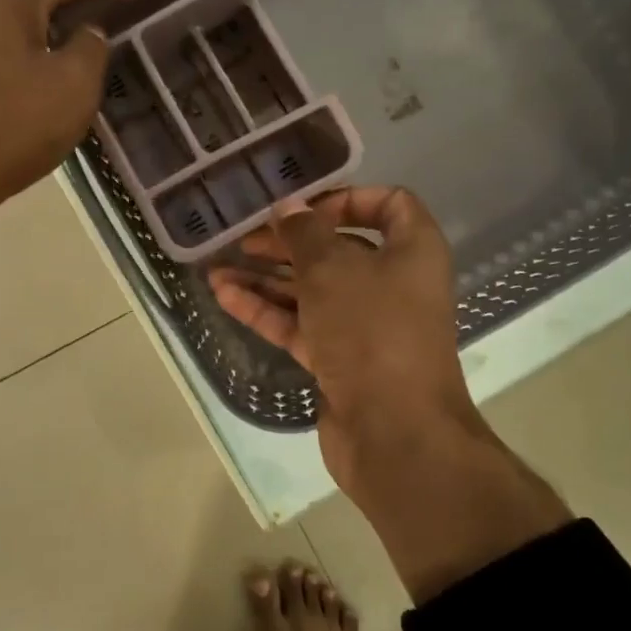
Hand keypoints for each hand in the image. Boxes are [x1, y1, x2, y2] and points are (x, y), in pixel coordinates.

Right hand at [211, 186, 573, 602]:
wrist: (395, 432)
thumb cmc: (372, 331)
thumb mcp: (332, 269)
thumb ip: (304, 233)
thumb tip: (288, 209)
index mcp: (412, 250)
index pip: (388, 204)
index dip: (345, 198)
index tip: (301, 206)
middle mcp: (393, 283)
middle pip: (338, 249)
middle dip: (289, 241)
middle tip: (245, 236)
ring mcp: (365, 325)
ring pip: (312, 290)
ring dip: (267, 277)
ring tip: (218, 267)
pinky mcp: (340, 359)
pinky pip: (300, 324)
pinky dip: (266, 310)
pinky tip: (224, 295)